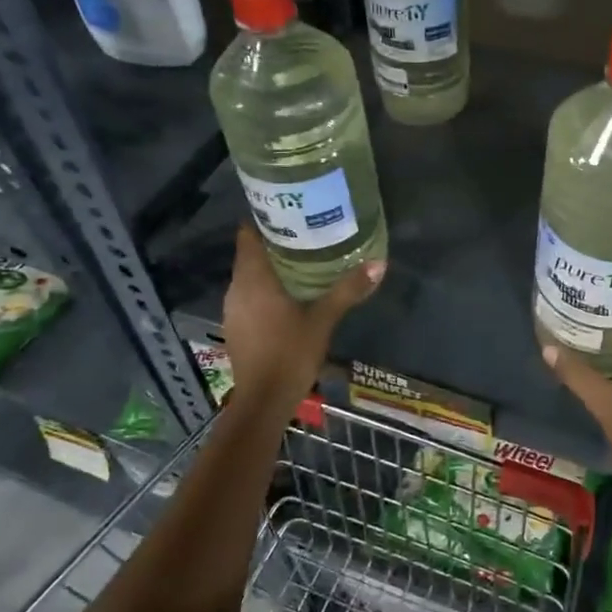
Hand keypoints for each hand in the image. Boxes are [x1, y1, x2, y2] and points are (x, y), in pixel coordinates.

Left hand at [222, 225, 383, 411]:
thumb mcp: (323, 319)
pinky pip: (249, 294)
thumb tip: (379, 263)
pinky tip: (289, 293)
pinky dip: (266, 288)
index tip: (289, 210)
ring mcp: (233, 308)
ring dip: (270, 266)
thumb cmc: (290, 354)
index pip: (247, 234)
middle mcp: (236, 288)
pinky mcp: (236, 325)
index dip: (264, 218)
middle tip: (306, 231)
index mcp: (253, 278)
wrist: (263, 402)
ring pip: (249, 275)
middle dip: (274, 241)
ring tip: (302, 258)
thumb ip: (348, 290)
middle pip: (250, 253)